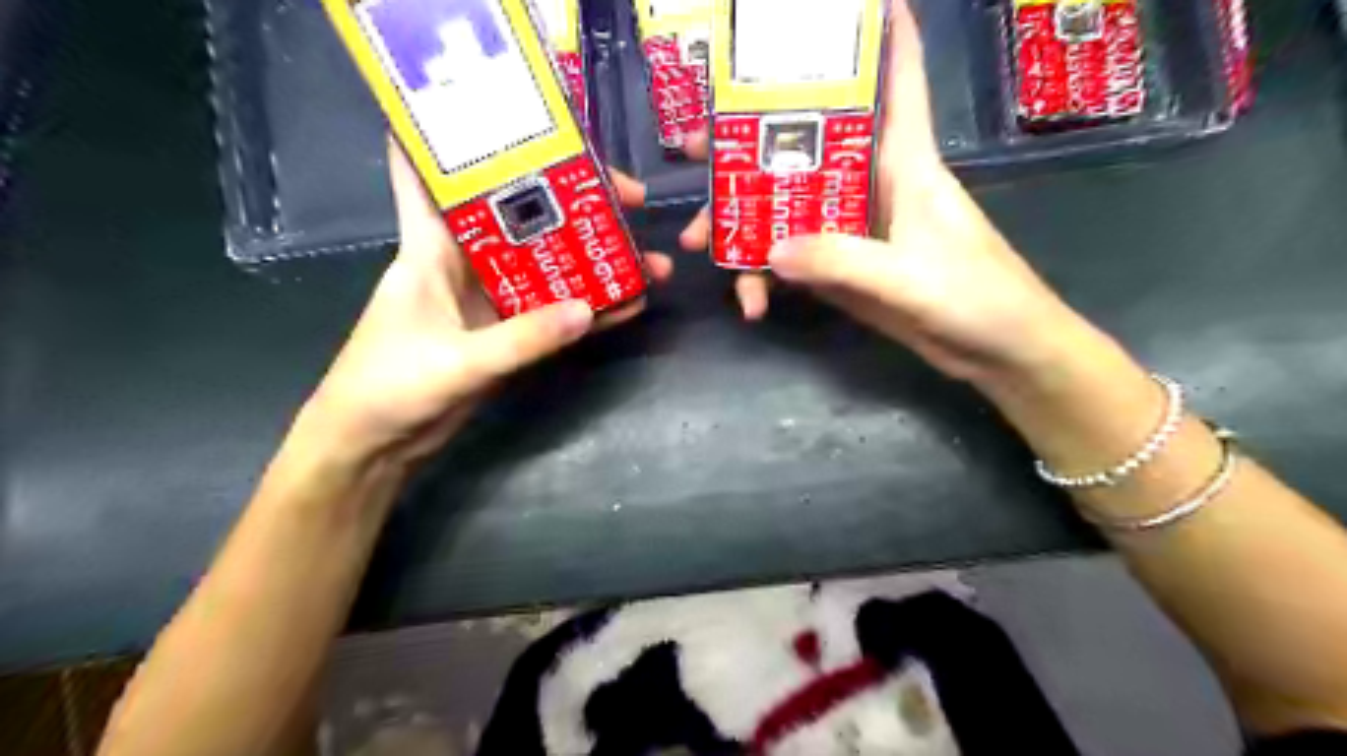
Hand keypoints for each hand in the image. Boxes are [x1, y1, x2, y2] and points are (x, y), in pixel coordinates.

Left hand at [294, 141, 671, 467]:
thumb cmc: (390, 388)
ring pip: (548, 268)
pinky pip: (553, 315)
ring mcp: (489, 301)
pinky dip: (587, 311)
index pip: (431, 174)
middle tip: (629, 199)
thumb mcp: (458, 361)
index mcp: (430, 249)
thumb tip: (587, 308)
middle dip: (571, 203)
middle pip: (521, 218)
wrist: (376, 446)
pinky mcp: (506, 335)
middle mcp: (463, 264)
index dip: (457, 136)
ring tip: (646, 256)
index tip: (511, 113)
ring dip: (593, 262)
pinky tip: (628, 304)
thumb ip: (522, 338)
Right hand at [684, 1, 1091, 387]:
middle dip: (749, 145)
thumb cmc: (977, 297)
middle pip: (807, 149)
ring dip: (743, 224)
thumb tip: (769, 251)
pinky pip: (796, 260)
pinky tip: (752, 301)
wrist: (998, 353)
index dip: (881, 35)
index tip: (849, 4)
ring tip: (700, 245)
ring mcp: (855, 230)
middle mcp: (874, 185)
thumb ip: (841, 261)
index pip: (897, 81)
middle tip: (695, 149)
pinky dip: (768, 277)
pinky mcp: (847, 269)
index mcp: (905, 163)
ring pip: (789, 209)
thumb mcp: (908, 277)